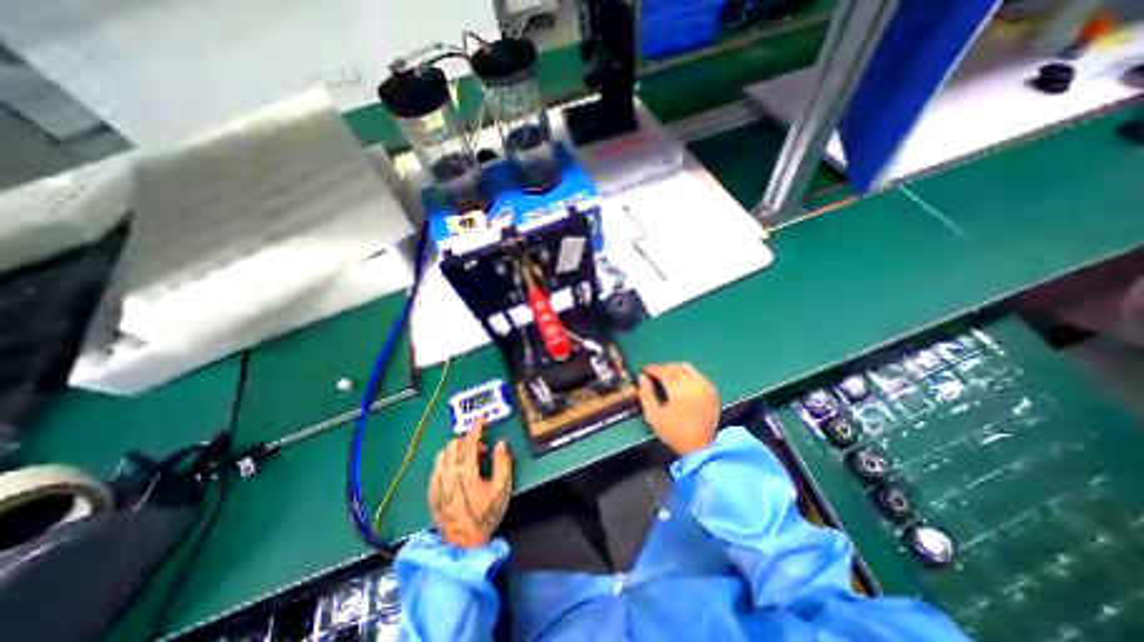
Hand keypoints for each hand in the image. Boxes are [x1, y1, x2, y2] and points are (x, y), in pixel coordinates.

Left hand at [423, 418, 513, 549]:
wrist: (461, 545)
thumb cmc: (484, 515)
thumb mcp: (501, 490)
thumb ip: (502, 463)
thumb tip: (501, 443)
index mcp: (465, 472)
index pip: (469, 442)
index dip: (475, 428)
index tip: (480, 419)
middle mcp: (447, 474)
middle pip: (453, 445)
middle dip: (466, 441)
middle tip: (480, 450)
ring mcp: (436, 483)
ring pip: (442, 454)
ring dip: (455, 450)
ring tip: (468, 461)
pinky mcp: (430, 492)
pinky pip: (436, 467)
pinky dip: (447, 462)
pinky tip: (456, 472)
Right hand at [641, 364, 716, 457]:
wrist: (702, 447)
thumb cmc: (675, 432)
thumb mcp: (653, 415)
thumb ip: (645, 394)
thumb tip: (642, 378)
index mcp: (678, 387)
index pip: (663, 371)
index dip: (652, 368)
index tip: (644, 370)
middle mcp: (693, 382)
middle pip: (675, 367)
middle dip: (663, 368)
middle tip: (653, 373)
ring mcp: (705, 385)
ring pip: (687, 368)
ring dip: (675, 369)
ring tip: (666, 376)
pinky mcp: (712, 391)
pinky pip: (697, 375)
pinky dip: (687, 374)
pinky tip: (681, 383)